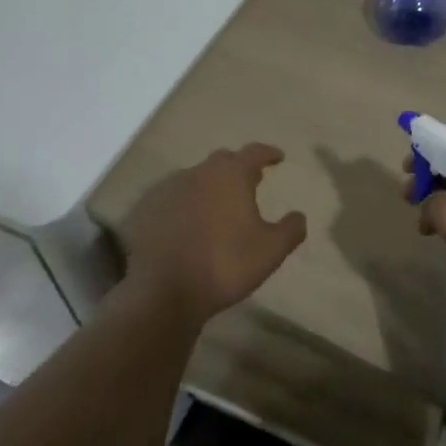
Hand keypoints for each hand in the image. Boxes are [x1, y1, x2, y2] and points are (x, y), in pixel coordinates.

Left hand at [122, 143, 307, 324]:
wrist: (162, 293)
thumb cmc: (224, 265)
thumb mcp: (270, 251)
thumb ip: (291, 229)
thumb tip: (299, 216)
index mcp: (231, 175)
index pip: (255, 152)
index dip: (268, 153)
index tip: (278, 157)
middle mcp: (200, 172)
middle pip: (223, 161)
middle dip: (238, 168)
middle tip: (250, 182)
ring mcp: (169, 189)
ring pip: (196, 179)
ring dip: (210, 187)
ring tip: (219, 206)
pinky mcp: (146, 210)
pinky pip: (173, 199)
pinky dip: (185, 205)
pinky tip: (189, 224)